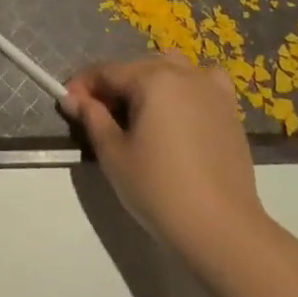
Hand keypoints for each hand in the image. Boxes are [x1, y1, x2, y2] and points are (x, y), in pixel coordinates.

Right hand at [62, 57, 268, 260]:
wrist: (222, 229)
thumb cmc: (159, 189)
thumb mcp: (114, 154)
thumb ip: (92, 118)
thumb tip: (73, 99)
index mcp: (151, 79)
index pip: (107, 72)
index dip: (83, 86)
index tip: (67, 103)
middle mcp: (182, 74)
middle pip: (137, 68)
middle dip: (114, 86)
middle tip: (99, 115)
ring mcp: (211, 89)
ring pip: (171, 68)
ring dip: (149, 81)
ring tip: (140, 111)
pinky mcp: (230, 110)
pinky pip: (204, 81)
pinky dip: (187, 86)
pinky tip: (181, 109)